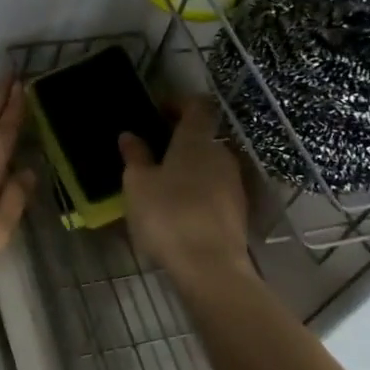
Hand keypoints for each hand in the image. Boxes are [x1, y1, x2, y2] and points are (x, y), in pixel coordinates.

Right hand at [119, 96, 251, 285]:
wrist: (210, 266)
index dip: (179, 103)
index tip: (158, 111)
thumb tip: (130, 135)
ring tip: (163, 184)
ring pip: (209, 164)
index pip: (197, 105)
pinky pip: (215, 189)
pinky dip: (198, 190)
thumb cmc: (167, 216)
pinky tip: (179, 208)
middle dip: (180, 140)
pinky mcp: (238, 209)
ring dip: (189, 168)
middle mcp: (221, 154)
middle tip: (153, 152)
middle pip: (203, 136)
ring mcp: (234, 183)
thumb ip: (135, 157)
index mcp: (196, 140)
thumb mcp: (138, 185)